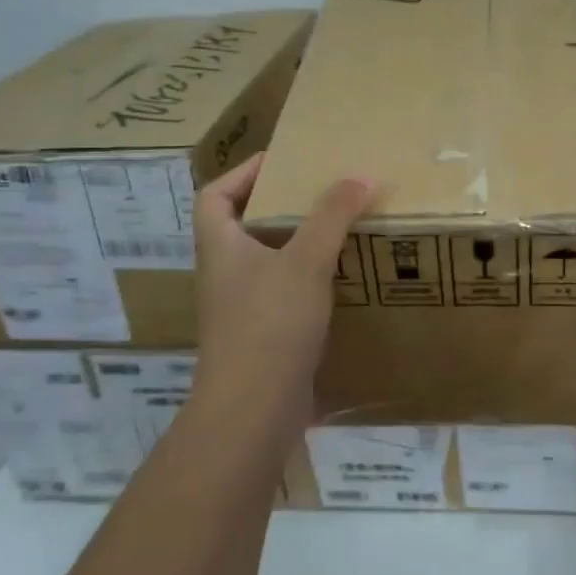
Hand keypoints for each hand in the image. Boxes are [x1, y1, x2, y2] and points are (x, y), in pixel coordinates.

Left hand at [191, 152, 377, 435]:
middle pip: (242, 226)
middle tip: (321, 193)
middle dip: (279, 206)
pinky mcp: (261, 337)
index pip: (214, 195)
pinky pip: (283, 295)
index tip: (281, 161)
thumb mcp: (305, 261)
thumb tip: (360, 174)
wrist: (252, 413)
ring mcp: (240, 309)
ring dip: (296, 244)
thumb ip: (332, 216)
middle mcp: (224, 274)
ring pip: (266, 262)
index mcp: (220, 246)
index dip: (242, 172)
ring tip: (338, 229)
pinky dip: (307, 281)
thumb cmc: (269, 324)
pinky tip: (340, 280)